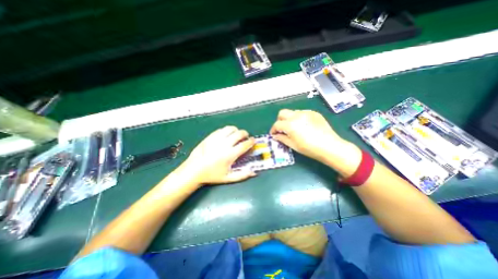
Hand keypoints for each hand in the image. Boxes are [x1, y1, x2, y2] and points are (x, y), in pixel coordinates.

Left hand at [181, 126, 256, 185]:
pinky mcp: (210, 136)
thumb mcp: (228, 178)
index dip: (251, 141)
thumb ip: (242, 175)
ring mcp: (216, 139)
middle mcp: (224, 144)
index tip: (253, 140)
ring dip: (236, 130)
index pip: (244, 144)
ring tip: (236, 135)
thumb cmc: (212, 175)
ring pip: (230, 129)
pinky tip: (226, 135)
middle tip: (245, 137)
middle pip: (239, 134)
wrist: (194, 170)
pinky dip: (226, 131)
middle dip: (245, 134)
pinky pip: (221, 130)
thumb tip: (254, 173)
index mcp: (230, 155)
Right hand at [271, 109, 351, 162]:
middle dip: (279, 120)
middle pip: (282, 113)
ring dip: (289, 118)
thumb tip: (275, 136)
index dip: (273, 130)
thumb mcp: (293, 145)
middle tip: (282, 129)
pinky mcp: (313, 113)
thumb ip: (282, 138)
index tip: (273, 134)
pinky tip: (303, 125)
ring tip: (293, 127)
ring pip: (292, 112)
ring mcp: (306, 113)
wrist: (329, 146)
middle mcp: (296, 115)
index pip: (277, 124)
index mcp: (290, 125)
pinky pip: (302, 113)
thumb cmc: (309, 148)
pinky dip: (298, 118)